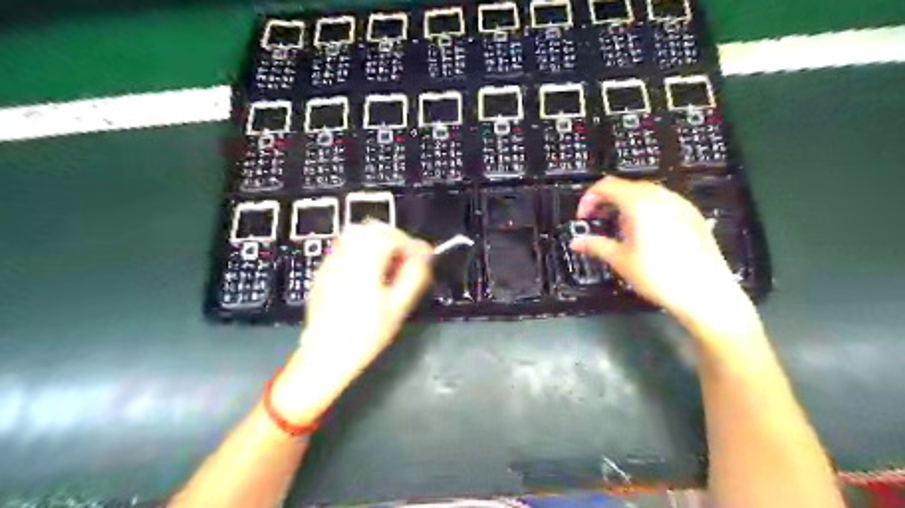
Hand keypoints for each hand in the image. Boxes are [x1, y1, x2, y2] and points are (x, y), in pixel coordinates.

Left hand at [269, 222, 431, 425]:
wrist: (325, 355)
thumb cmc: (365, 335)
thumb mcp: (398, 307)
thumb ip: (414, 275)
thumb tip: (424, 254)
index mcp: (364, 263)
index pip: (390, 235)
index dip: (409, 243)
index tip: (420, 259)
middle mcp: (344, 256)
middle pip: (371, 228)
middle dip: (394, 239)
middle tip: (404, 262)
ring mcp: (330, 262)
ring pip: (357, 235)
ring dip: (377, 243)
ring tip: (388, 268)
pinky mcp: (323, 271)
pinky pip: (346, 248)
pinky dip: (362, 251)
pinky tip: (369, 275)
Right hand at [573, 177, 757, 331]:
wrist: (705, 293)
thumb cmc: (658, 275)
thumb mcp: (620, 260)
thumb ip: (596, 245)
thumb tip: (576, 242)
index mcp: (639, 202)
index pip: (606, 186)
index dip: (589, 199)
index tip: (583, 218)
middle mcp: (661, 196)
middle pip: (626, 187)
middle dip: (608, 202)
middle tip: (599, 223)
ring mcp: (680, 204)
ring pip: (646, 194)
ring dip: (627, 206)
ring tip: (622, 230)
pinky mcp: (693, 215)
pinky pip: (664, 203)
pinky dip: (647, 211)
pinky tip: (647, 235)